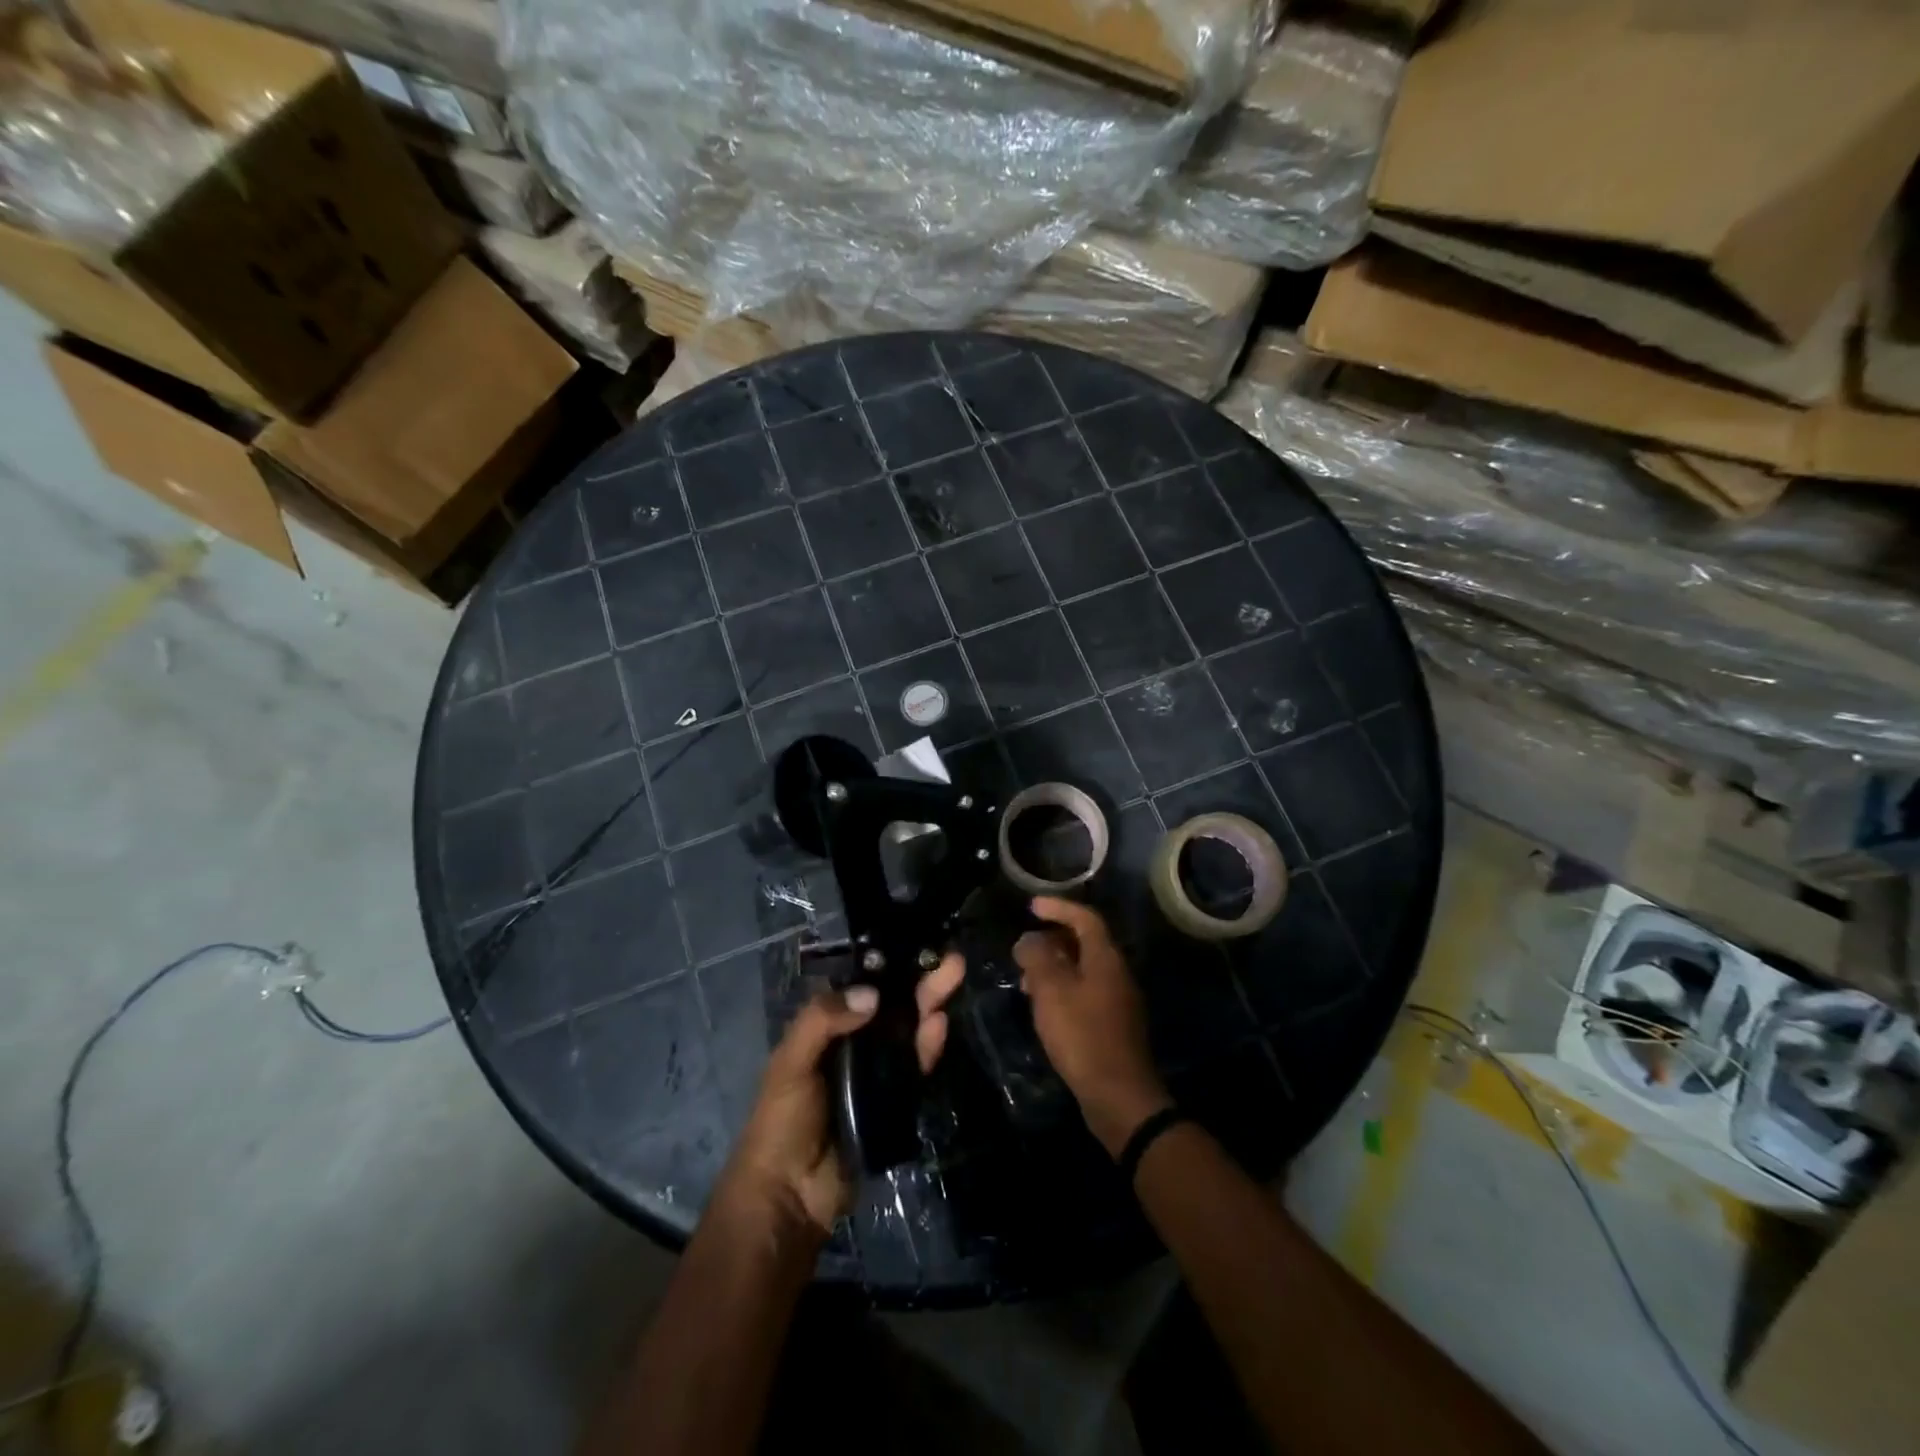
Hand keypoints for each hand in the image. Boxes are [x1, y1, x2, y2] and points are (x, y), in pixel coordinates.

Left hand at [715, 951, 965, 1238]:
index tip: (914, 944)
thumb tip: (873, 994)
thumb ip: (823, 1020)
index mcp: (826, 1029)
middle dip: (920, 981)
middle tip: (951, 959)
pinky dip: (930, 1044)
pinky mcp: (897, 1100)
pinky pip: (916, 1066)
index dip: (886, 967)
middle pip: (892, 1006)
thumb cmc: (781, 1120)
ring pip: (909, 1030)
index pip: (860, 988)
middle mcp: (855, 1045)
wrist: (790, 1196)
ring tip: (955, 976)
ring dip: (931, 1004)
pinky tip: (942, 1024)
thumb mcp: (790, 1062)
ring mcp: (878, 1073)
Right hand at [1016, 897, 1171, 1157]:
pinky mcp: (1113, 1025)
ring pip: (1084, 969)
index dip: (1059, 907)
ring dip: (1055, 966)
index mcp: (1106, 958)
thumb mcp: (1052, 992)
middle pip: (1086, 942)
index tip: (1031, 906)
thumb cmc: (1083, 1036)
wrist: (1119, 1096)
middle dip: (1053, 938)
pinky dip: (1063, 988)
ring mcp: (1119, 1000)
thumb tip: (1028, 939)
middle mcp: (1117, 973)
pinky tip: (1044, 1007)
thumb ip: (1037, 959)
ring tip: (1025, 978)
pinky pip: (1086, 992)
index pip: (1085, 918)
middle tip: (1024, 944)